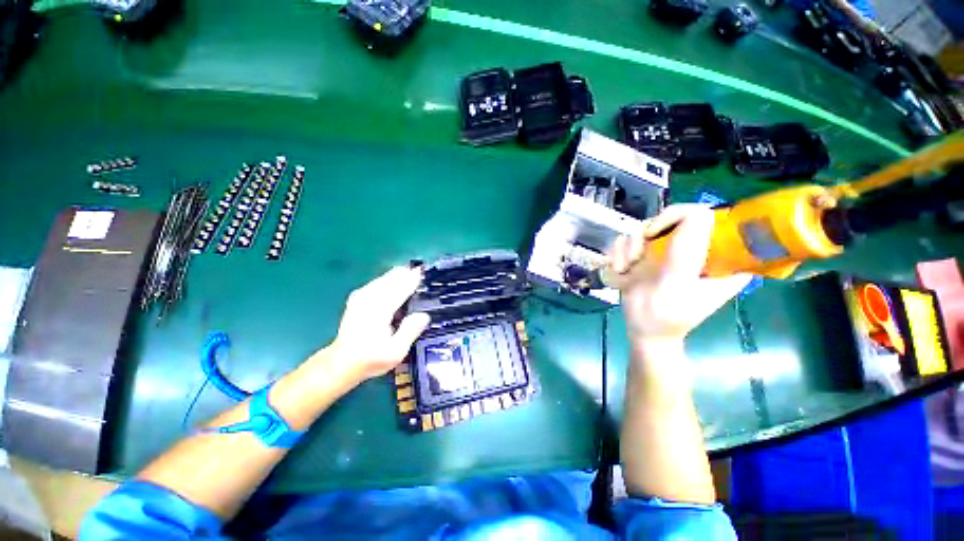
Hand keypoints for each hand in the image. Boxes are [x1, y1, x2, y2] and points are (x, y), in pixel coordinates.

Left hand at [329, 266, 430, 381]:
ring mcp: (361, 296)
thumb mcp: (395, 351)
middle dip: (407, 274)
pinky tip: (396, 280)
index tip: (424, 273)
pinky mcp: (358, 297)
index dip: (413, 279)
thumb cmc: (371, 358)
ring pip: (384, 277)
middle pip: (392, 278)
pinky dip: (389, 279)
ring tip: (412, 273)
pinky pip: (377, 281)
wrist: (342, 362)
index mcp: (379, 310)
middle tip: (421, 272)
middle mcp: (369, 299)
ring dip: (399, 275)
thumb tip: (424, 315)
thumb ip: (410, 331)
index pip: (400, 288)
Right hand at [609, 204, 751, 343]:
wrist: (643, 330)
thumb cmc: (666, 317)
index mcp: (722, 256)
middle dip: (647, 234)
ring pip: (646, 227)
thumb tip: (696, 213)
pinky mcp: (650, 253)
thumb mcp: (677, 288)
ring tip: (625, 270)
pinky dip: (619, 252)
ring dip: (628, 248)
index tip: (655, 233)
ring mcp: (671, 249)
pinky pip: (630, 238)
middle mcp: (697, 247)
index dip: (681, 217)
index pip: (711, 216)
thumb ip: (685, 255)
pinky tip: (620, 270)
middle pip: (673, 217)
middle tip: (636, 256)